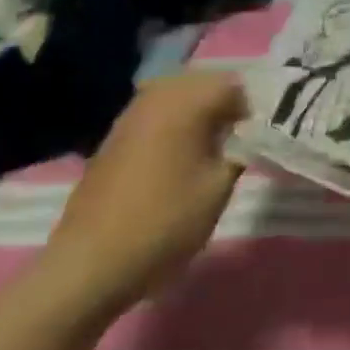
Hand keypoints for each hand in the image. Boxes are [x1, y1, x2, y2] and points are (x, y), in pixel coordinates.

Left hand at [39, 72, 247, 317]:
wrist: (88, 266)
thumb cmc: (164, 222)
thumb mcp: (219, 187)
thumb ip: (242, 149)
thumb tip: (250, 133)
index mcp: (186, 101)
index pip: (236, 84)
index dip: (254, 106)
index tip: (262, 135)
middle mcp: (157, 96)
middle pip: (206, 84)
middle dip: (227, 105)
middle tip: (241, 139)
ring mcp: (131, 115)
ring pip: (180, 96)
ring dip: (200, 113)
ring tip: (214, 147)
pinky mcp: (115, 136)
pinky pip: (158, 113)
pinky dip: (175, 124)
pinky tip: (181, 157)